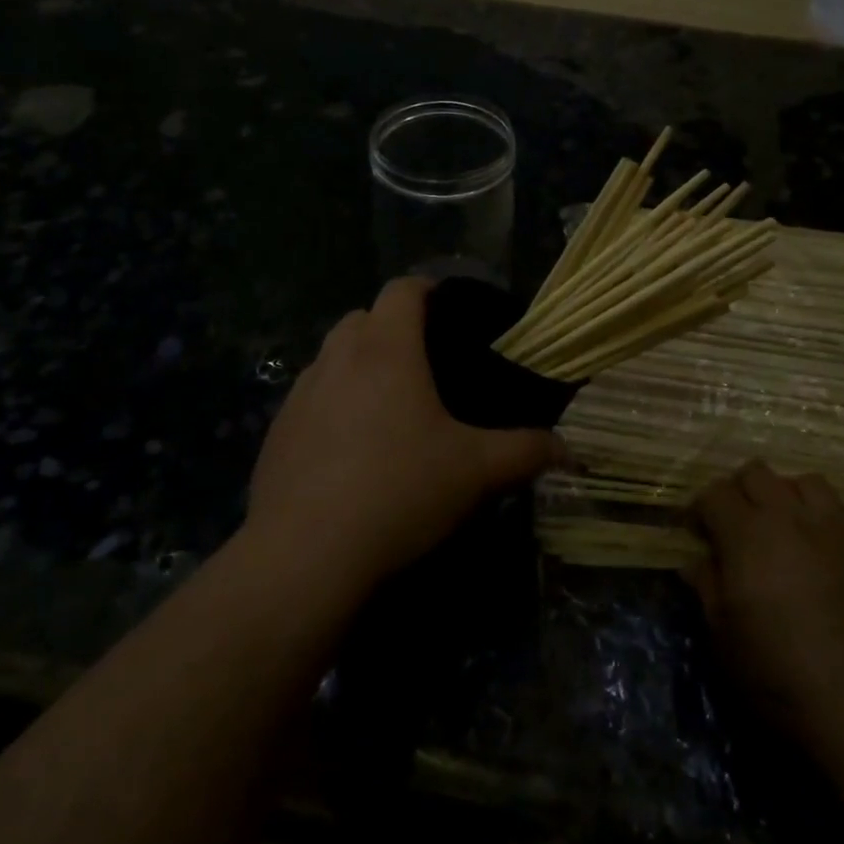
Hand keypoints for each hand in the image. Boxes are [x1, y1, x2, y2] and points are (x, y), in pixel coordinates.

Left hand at [242, 277, 561, 603]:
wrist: (304, 554)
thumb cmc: (398, 491)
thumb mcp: (475, 471)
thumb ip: (525, 451)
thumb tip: (567, 450)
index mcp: (386, 349)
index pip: (403, 289)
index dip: (429, 290)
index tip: (452, 316)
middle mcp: (337, 358)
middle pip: (363, 318)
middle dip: (393, 329)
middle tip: (426, 366)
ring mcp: (300, 394)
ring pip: (332, 357)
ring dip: (359, 366)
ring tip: (389, 408)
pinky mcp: (277, 431)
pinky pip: (310, 398)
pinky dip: (332, 405)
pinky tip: (350, 450)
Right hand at [688, 462, 843, 745]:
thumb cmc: (782, 676)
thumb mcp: (725, 639)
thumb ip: (707, 589)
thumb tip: (694, 562)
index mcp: (746, 534)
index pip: (714, 494)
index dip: (700, 510)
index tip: (697, 534)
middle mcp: (790, 516)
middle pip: (756, 473)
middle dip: (739, 492)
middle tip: (736, 527)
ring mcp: (837, 527)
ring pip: (806, 482)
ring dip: (788, 498)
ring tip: (786, 529)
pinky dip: (834, 519)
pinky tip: (830, 546)